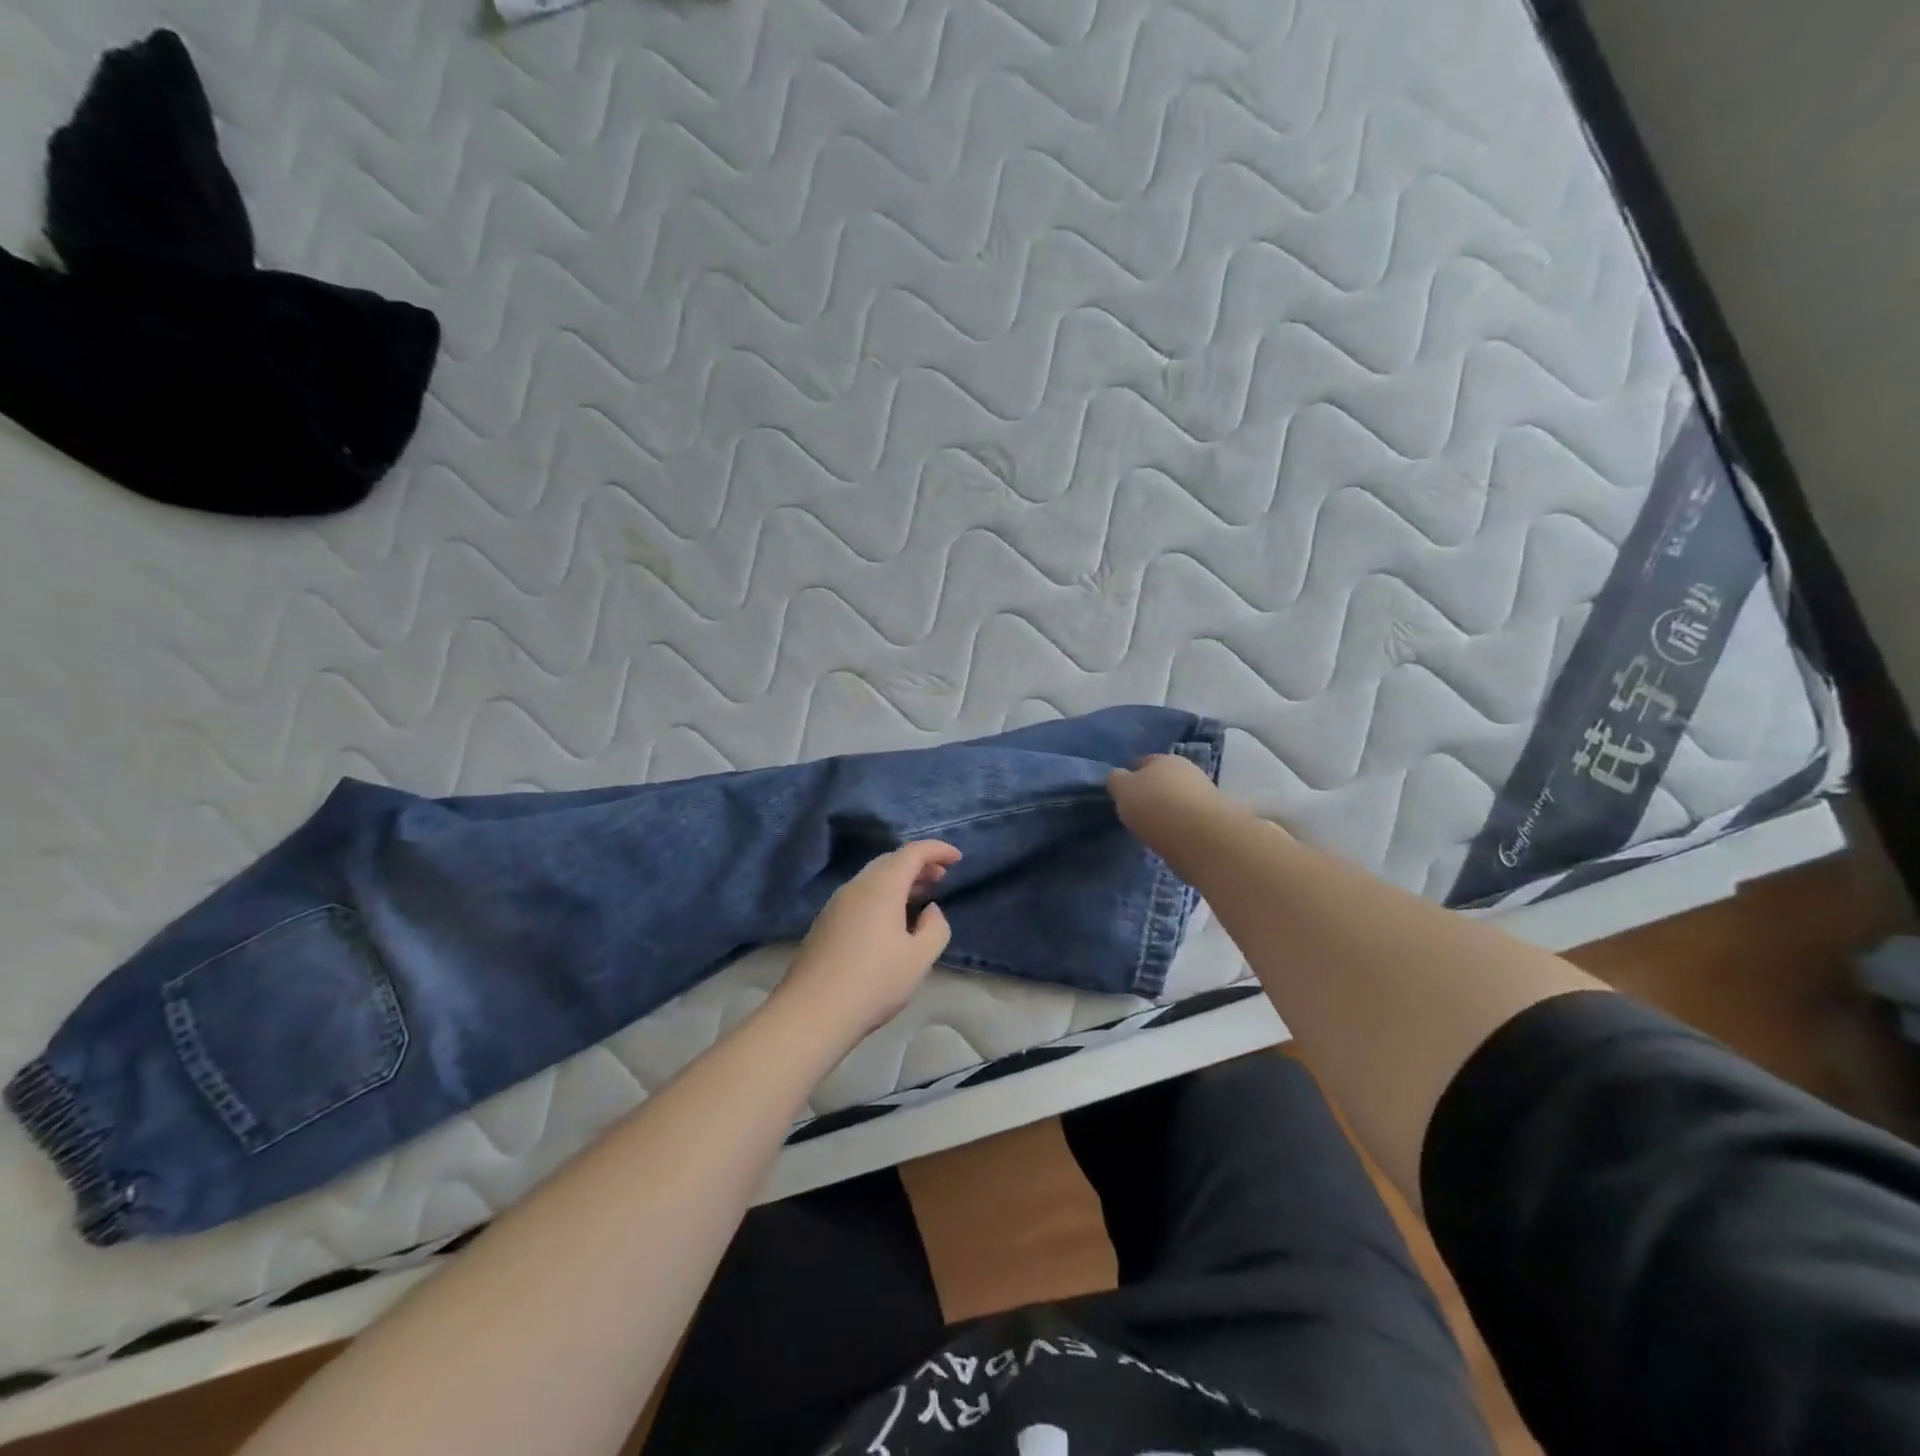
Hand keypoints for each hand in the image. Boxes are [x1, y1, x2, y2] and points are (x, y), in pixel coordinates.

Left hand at [776, 841, 961, 1044]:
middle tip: (940, 877)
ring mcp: (836, 905)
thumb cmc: (873, 983)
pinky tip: (891, 922)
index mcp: (881, 887)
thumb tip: (929, 910)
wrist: (811, 1013)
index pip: (912, 853)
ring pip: (873, 879)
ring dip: (899, 881)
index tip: (956, 858)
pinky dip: (882, 896)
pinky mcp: (825, 923)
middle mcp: (856, 887)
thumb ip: (935, 927)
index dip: (937, 850)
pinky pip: (860, 896)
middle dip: (918, 864)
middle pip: (890, 861)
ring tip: (920, 897)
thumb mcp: (919, 958)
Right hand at [1106, 753, 1226, 847]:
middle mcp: (1187, 771)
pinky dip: (1178, 827)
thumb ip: (1116, 781)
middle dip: (1150, 792)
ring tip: (1151, 829)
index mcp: (1164, 759)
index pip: (1142, 762)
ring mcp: (1204, 796)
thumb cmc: (1155, 805)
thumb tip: (1118, 777)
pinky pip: (1187, 821)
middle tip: (1135, 811)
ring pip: (1177, 800)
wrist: (1201, 837)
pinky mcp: (1213, 821)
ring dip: (1166, 811)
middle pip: (1163, 780)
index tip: (1120, 792)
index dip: (1129, 775)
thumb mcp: (1123, 790)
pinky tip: (1169, 839)